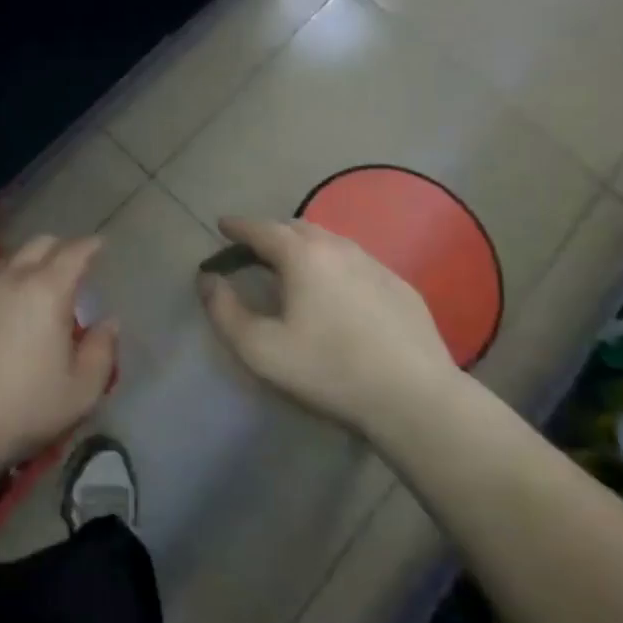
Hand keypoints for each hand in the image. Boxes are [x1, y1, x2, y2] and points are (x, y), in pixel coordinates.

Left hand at [0, 235, 116, 467]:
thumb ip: (102, 351)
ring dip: (28, 263)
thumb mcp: (80, 391)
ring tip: (37, 286)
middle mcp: (12, 278)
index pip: (74, 252)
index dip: (91, 246)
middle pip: (39, 244)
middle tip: (71, 267)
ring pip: (9, 259)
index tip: (100, 246)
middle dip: (60, 248)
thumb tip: (108, 323)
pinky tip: (4, 308)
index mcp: (48, 290)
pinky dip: (3, 284)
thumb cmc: (24, 407)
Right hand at [198, 216, 457, 435]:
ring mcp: (374, 263)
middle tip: (254, 250)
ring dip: (304, 246)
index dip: (237, 226)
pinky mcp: (399, 284)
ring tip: (293, 266)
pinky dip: (335, 264)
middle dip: (270, 233)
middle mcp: (338, 247)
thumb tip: (207, 280)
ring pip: (330, 241)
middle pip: (296, 227)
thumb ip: (224, 311)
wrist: (415, 397)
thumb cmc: (329, 370)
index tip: (222, 225)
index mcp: (302, 255)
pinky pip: (356, 261)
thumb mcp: (261, 349)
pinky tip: (337, 290)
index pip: (261, 229)